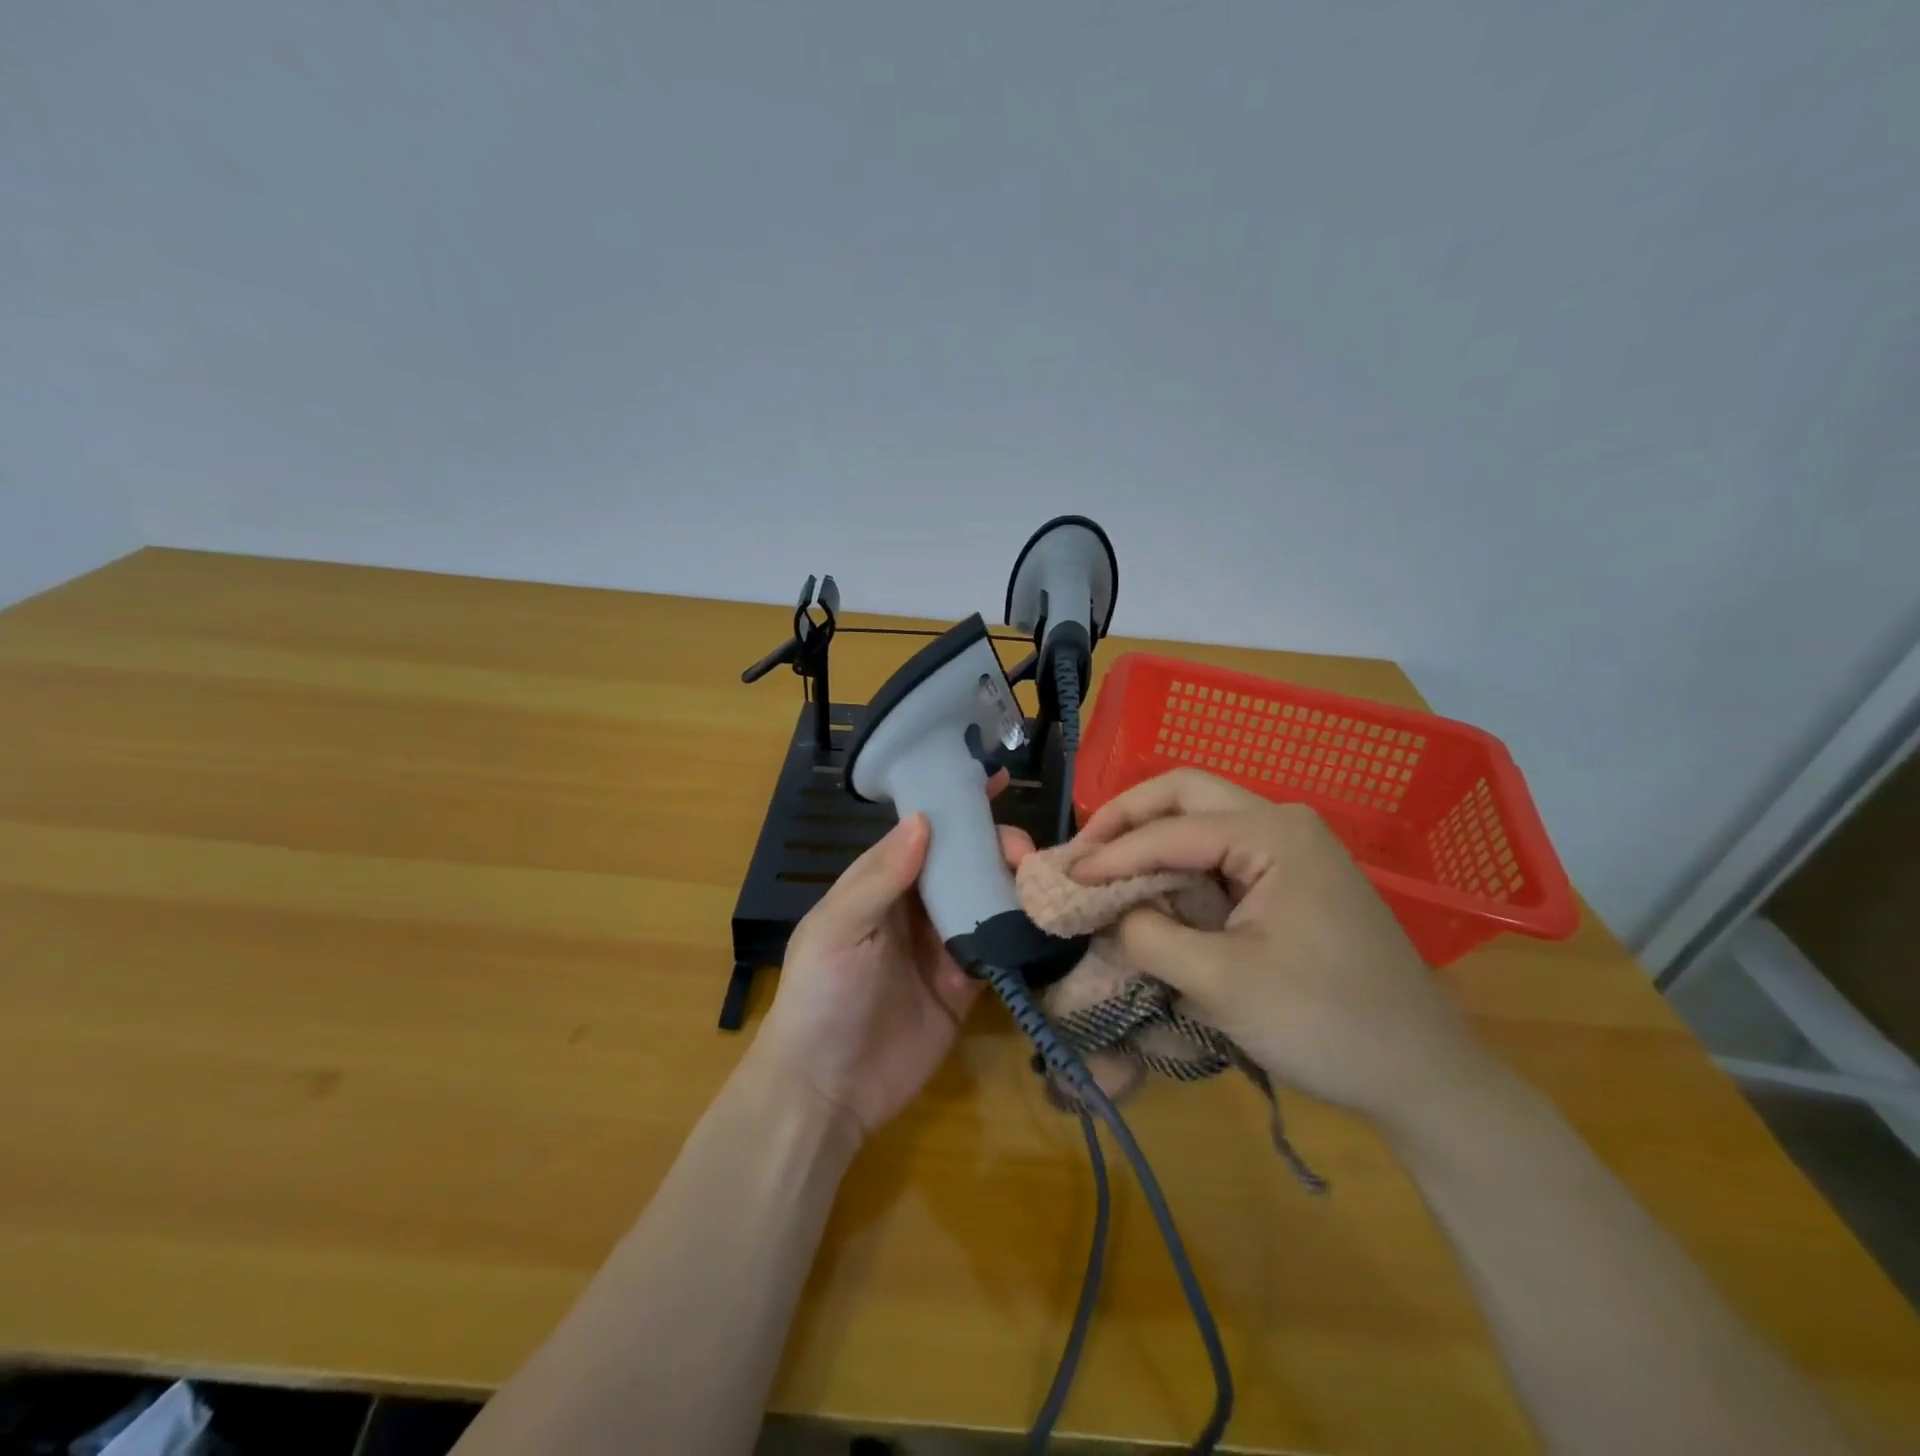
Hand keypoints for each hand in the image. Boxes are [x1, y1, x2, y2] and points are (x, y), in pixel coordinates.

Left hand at [753, 801, 1034, 1143]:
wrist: (825, 1091)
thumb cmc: (821, 996)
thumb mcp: (838, 928)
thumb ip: (880, 877)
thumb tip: (923, 820)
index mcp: (879, 884)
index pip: (923, 833)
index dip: (955, 806)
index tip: (994, 779)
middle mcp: (914, 908)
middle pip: (963, 863)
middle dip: (995, 848)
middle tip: (1024, 853)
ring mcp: (942, 946)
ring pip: (985, 900)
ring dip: (1013, 885)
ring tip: (1042, 879)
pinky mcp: (966, 986)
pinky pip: (997, 949)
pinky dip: (1019, 934)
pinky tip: (1045, 919)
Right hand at [1071, 768, 1496, 1133]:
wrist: (1423, 1075)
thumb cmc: (1325, 1023)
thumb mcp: (1222, 984)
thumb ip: (1150, 937)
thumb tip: (1108, 915)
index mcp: (1273, 834)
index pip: (1170, 831)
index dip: (1111, 854)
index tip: (1063, 878)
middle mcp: (1283, 824)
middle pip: (1185, 794)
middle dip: (1127, 817)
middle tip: (1083, 851)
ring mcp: (1292, 850)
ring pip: (1202, 819)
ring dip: (1150, 838)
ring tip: (1103, 868)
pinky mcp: (1292, 881)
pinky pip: (1220, 855)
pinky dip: (1177, 866)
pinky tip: (1150, 890)